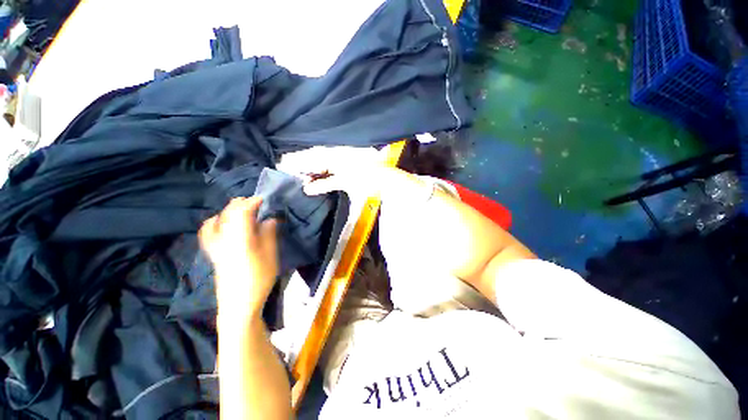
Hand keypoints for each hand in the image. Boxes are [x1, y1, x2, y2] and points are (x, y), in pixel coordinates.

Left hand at [199, 197, 278, 319]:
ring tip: (241, 211)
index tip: (263, 199)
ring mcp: (215, 246)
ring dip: (229, 211)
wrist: (238, 304)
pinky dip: (216, 221)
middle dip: (241, 204)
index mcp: (241, 239)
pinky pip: (208, 231)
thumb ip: (269, 234)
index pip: (242, 212)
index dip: (252, 202)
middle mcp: (224, 239)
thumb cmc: (259, 279)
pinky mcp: (212, 253)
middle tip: (255, 203)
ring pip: (217, 220)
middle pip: (227, 213)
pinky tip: (223, 223)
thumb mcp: (271, 256)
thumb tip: (270, 219)